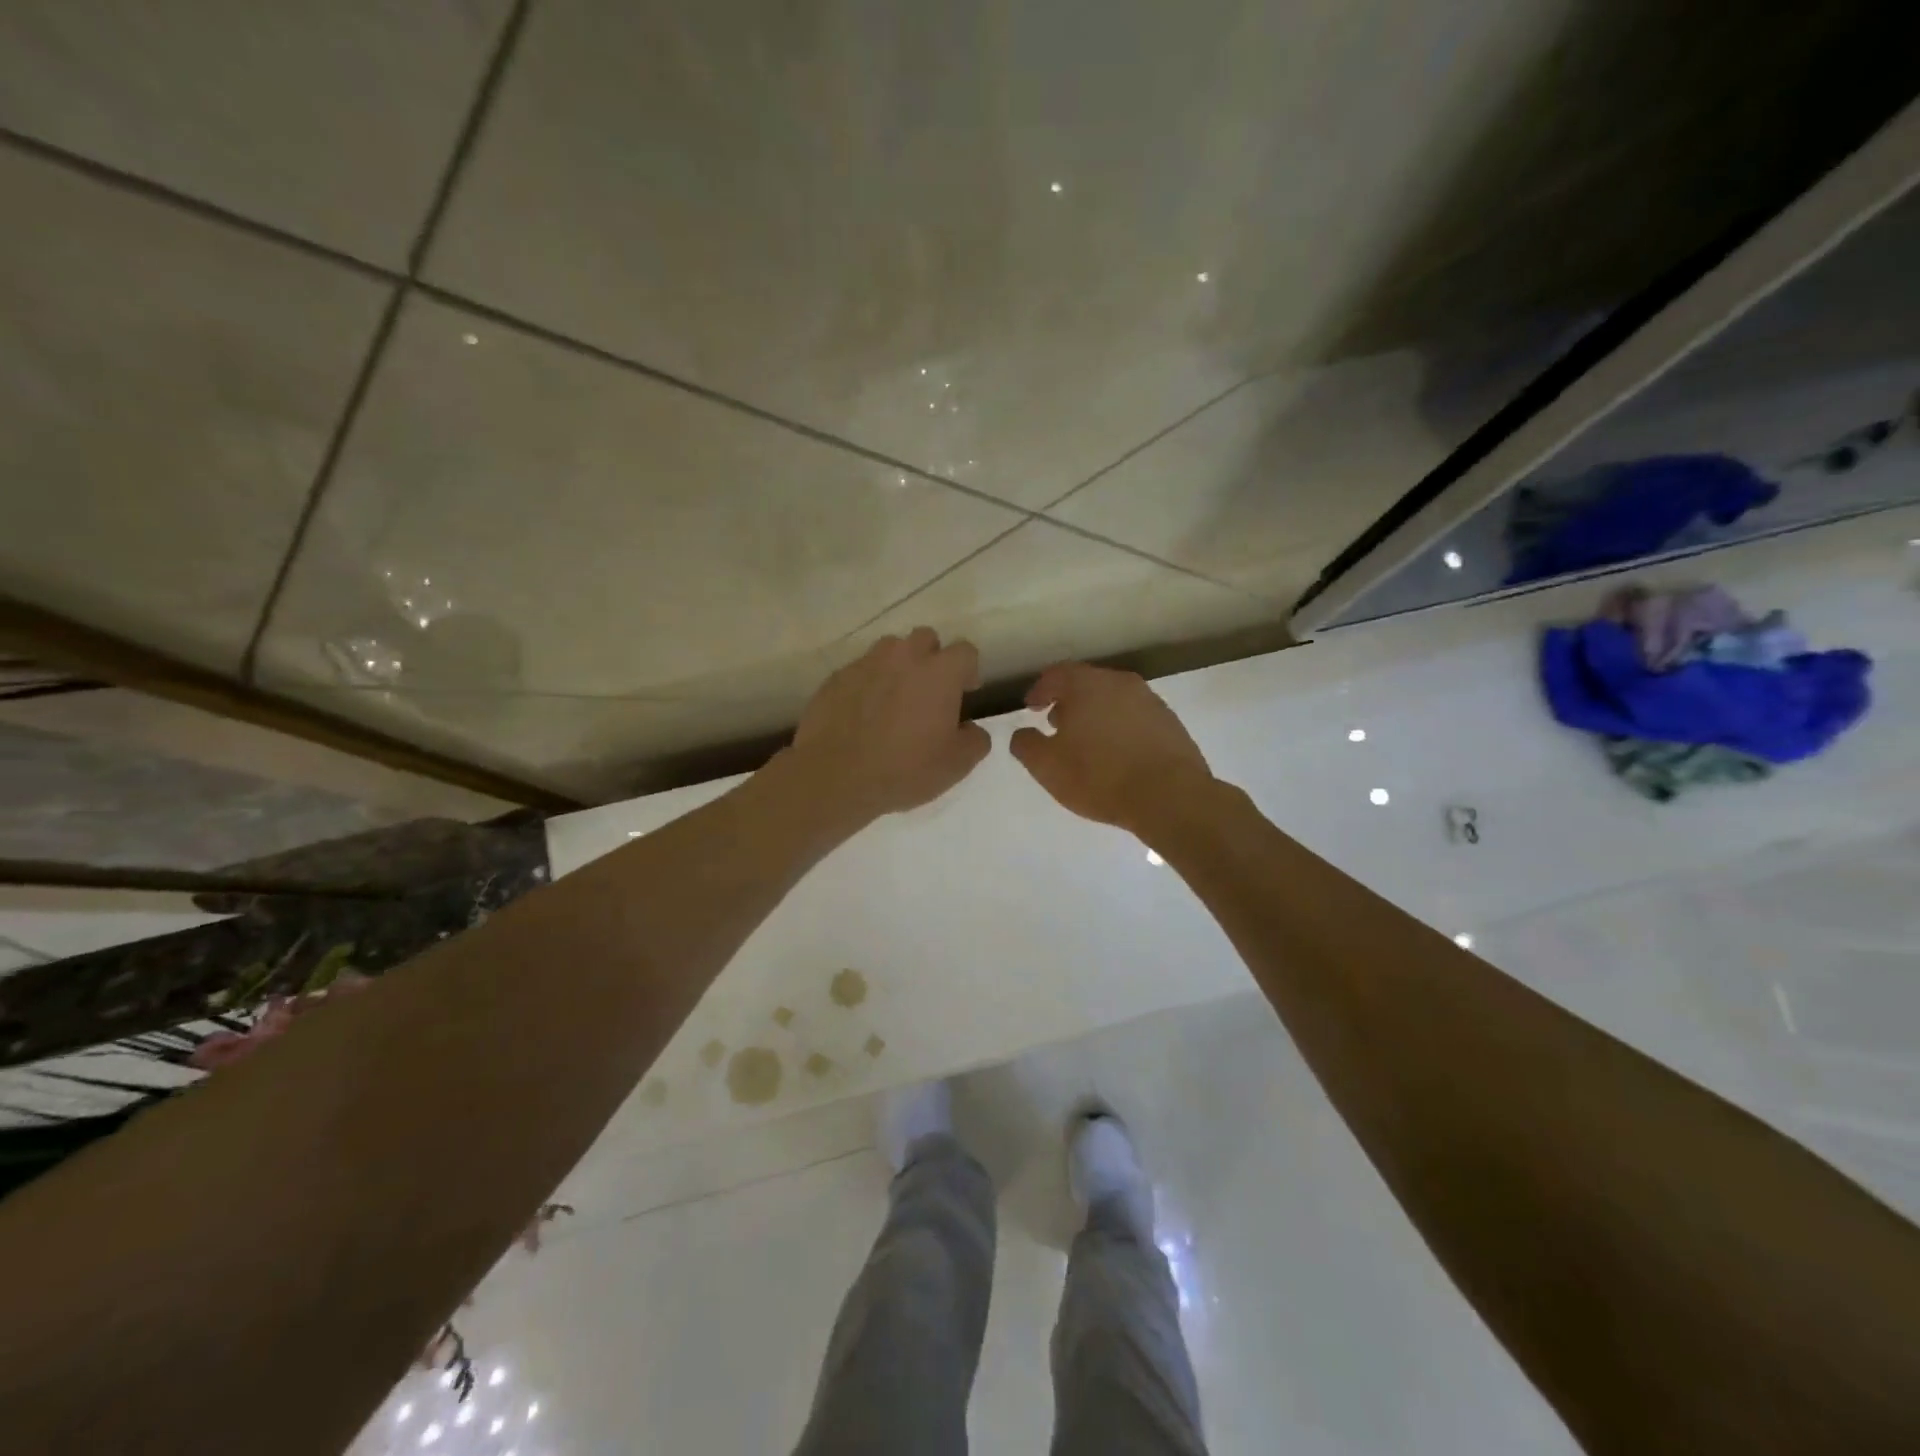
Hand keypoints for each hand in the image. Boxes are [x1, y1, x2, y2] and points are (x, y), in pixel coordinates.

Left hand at [785, 627, 989, 826]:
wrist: (835, 777)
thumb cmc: (904, 769)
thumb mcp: (956, 765)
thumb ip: (975, 740)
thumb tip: (970, 728)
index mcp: (939, 672)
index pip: (965, 651)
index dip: (969, 670)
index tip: (965, 693)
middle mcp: (903, 656)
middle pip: (926, 639)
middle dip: (932, 658)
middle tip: (929, 692)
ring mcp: (866, 663)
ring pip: (890, 650)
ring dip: (899, 667)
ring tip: (895, 699)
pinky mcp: (836, 678)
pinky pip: (861, 671)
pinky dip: (869, 684)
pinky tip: (864, 714)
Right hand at [1009, 663, 1215, 835]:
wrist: (1170, 797)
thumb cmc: (1099, 776)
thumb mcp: (1047, 766)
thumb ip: (1026, 744)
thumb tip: (1022, 733)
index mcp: (1087, 685)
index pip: (1057, 674)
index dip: (1040, 690)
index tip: (1031, 708)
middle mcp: (1120, 683)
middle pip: (1087, 684)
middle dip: (1069, 702)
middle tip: (1056, 725)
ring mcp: (1150, 701)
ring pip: (1113, 700)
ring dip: (1096, 715)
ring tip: (1087, 743)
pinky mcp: (1171, 723)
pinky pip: (1135, 718)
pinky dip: (1120, 728)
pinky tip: (1117, 754)